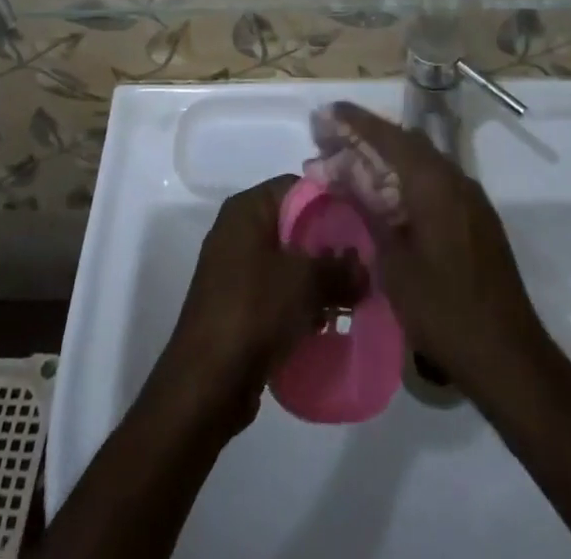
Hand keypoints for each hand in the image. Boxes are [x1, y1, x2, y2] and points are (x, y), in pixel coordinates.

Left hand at [162, 176, 361, 433]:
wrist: (206, 382)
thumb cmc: (254, 311)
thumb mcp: (305, 282)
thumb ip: (339, 269)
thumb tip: (364, 269)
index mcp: (247, 210)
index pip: (297, 188)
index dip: (332, 202)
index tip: (362, 223)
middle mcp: (237, 231)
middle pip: (293, 225)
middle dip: (328, 246)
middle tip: (363, 265)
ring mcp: (234, 270)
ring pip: (287, 262)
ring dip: (317, 278)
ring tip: (352, 297)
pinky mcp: (237, 305)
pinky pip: (276, 291)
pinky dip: (300, 302)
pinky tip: (326, 321)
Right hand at [327, 103, 546, 395]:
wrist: (508, 358)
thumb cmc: (443, 311)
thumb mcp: (394, 262)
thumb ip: (369, 209)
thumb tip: (343, 173)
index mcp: (434, 182)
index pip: (388, 136)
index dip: (355, 122)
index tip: (326, 113)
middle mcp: (455, 178)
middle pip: (405, 143)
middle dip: (366, 138)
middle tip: (330, 141)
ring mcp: (470, 198)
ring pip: (420, 161)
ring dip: (385, 158)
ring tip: (349, 165)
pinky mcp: (476, 218)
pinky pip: (434, 181)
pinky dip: (405, 178)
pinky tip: (384, 194)